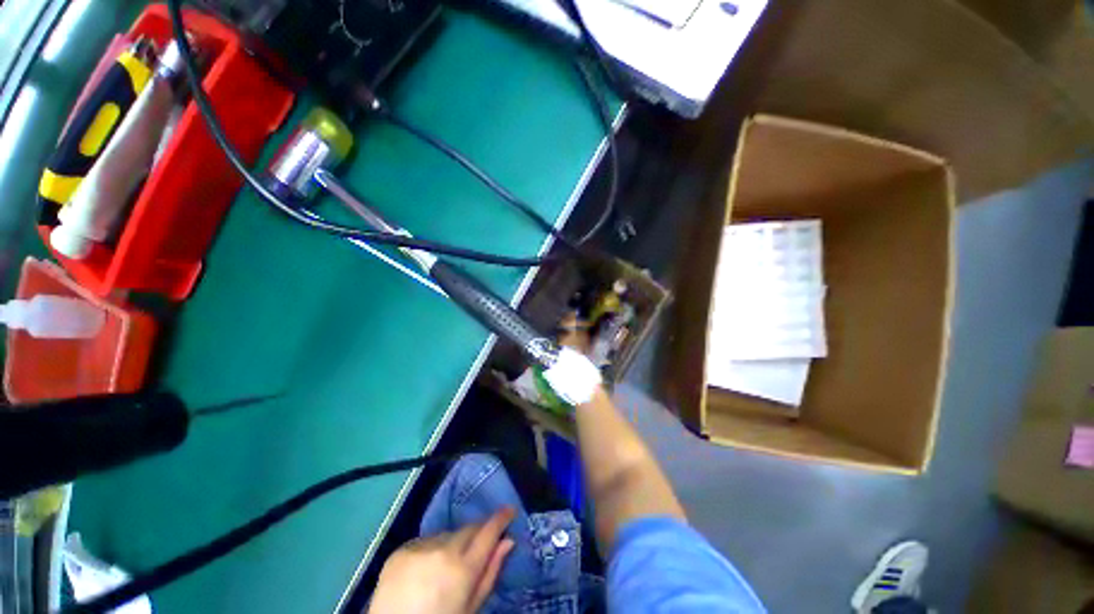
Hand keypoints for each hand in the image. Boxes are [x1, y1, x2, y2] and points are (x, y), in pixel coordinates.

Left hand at [368, 507, 515, 613]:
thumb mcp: (470, 608)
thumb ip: (490, 573)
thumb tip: (508, 541)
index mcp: (463, 569)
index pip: (489, 532)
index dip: (502, 518)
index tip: (510, 510)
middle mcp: (443, 550)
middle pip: (469, 528)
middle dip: (478, 532)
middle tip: (480, 544)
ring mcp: (420, 547)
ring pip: (448, 534)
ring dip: (453, 543)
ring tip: (446, 566)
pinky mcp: (402, 548)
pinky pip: (426, 540)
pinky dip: (431, 549)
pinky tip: (425, 568)